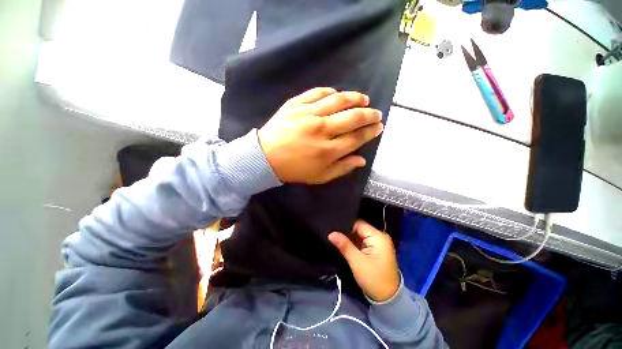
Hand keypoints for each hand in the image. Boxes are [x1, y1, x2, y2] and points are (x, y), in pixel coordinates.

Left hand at [258, 87, 382, 183]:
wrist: (265, 157)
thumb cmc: (294, 170)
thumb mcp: (320, 177)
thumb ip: (342, 168)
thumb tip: (362, 159)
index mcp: (328, 150)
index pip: (357, 137)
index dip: (371, 131)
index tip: (379, 126)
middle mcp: (321, 130)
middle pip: (352, 117)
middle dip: (369, 115)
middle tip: (376, 113)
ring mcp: (308, 114)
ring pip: (338, 100)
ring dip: (355, 98)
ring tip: (364, 99)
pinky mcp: (295, 104)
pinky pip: (317, 93)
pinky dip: (330, 92)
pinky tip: (337, 94)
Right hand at [329, 220, 399, 301]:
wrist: (388, 299)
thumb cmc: (374, 279)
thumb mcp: (357, 262)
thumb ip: (344, 245)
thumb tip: (331, 233)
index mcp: (378, 236)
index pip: (358, 224)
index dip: (346, 226)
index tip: (334, 229)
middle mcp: (379, 236)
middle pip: (359, 229)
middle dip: (347, 233)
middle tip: (334, 236)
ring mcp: (378, 243)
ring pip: (359, 235)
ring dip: (350, 239)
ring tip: (337, 240)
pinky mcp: (375, 249)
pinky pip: (362, 242)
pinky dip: (354, 244)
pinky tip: (345, 246)